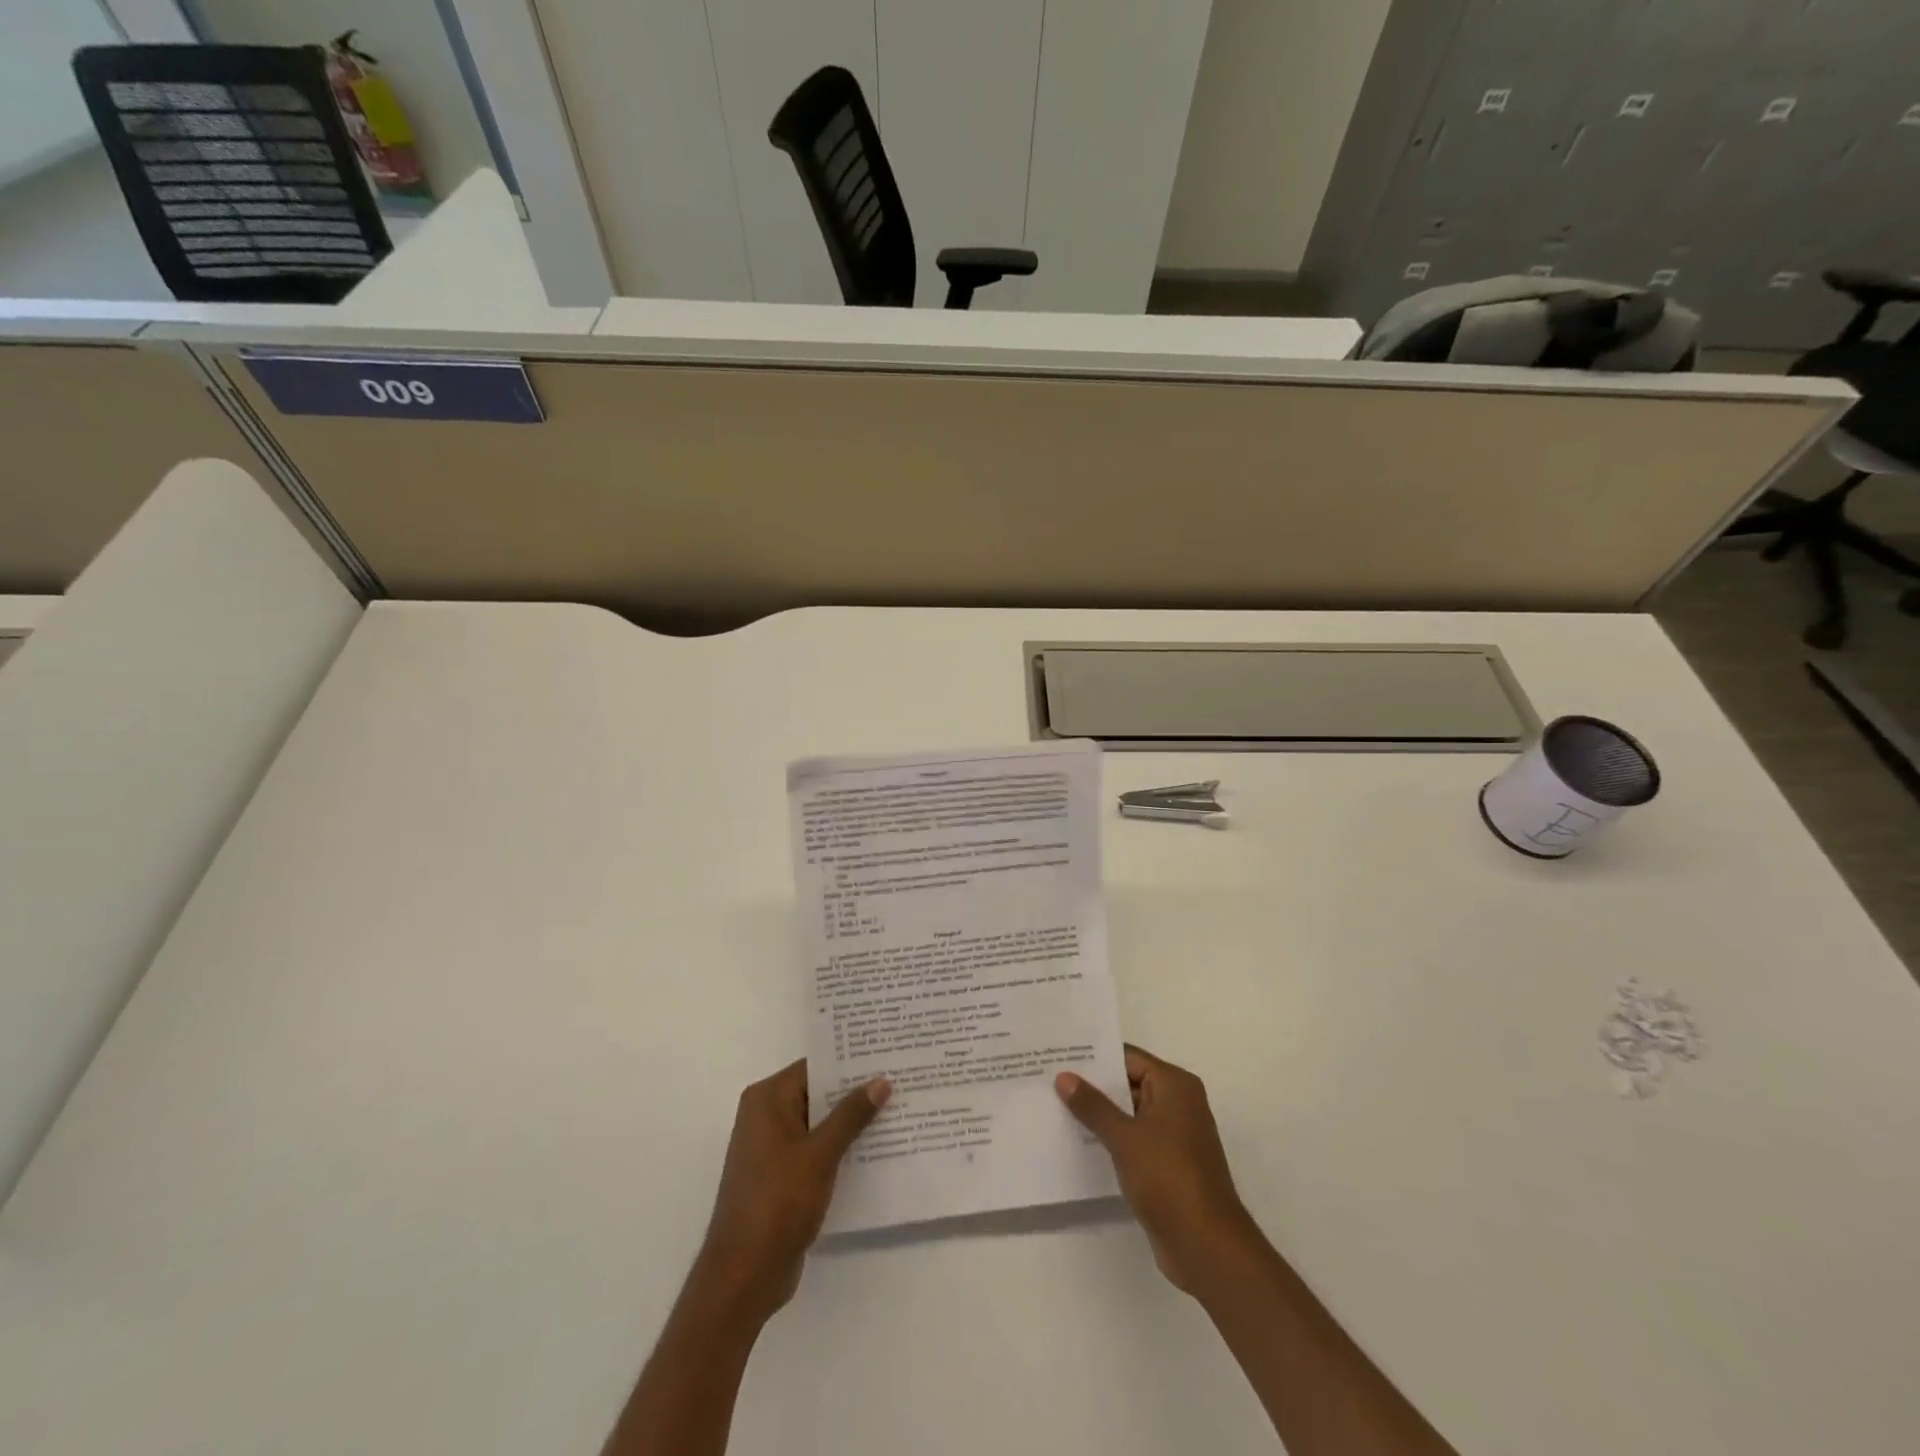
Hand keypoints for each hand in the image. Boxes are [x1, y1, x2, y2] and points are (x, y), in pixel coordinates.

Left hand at [695, 1060, 890, 1324]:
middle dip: (855, 1091)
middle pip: (818, 1093)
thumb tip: (880, 1080)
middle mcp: (766, 1115)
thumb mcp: (820, 1154)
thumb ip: (851, 1115)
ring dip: (851, 1121)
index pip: (815, 1067)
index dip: (850, 1061)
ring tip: (897, 1109)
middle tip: (899, 1079)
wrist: (744, 1275)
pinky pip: (816, 1149)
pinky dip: (840, 1147)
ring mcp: (772, 1148)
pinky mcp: (781, 1176)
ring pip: (819, 1123)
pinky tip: (876, 1148)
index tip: (886, 1055)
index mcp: (767, 1099)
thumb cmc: (778, 1202)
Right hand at [1056, 1045, 1259, 1296]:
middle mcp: (1178, 1104)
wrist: (1206, 1247)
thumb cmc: (1169, 1178)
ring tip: (1054, 1107)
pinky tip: (1076, 1141)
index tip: (1060, 1054)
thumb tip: (1064, 1077)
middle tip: (1049, 1079)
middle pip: (1128, 1083)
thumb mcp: (1125, 1137)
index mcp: (1175, 1086)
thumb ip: (1093, 1106)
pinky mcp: (1167, 1165)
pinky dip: (1110, 1139)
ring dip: (1099, 1114)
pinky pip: (1132, 1140)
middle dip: (1092, 1085)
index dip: (1094, 1057)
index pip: (1128, 1058)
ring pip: (1128, 1114)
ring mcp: (1173, 1136)